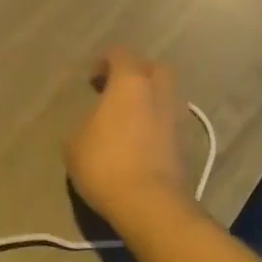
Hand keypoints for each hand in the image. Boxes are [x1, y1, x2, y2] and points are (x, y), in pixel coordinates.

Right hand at [66, 48, 188, 228]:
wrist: (151, 207)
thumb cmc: (106, 164)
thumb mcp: (75, 141)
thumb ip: (86, 121)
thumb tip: (95, 121)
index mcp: (130, 83)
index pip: (120, 54)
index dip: (104, 61)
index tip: (91, 79)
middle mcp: (158, 93)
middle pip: (153, 68)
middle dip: (136, 73)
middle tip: (116, 89)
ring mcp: (176, 120)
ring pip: (165, 96)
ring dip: (148, 100)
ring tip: (127, 119)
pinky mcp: (185, 147)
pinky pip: (168, 123)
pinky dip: (155, 125)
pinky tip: (139, 141)